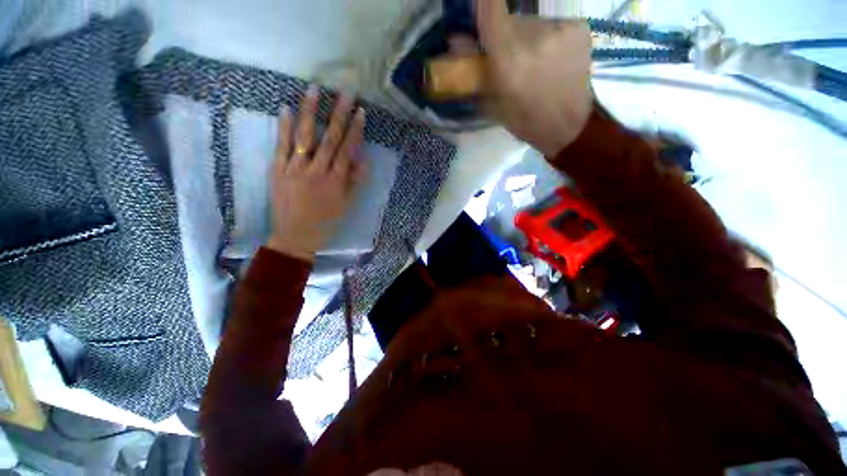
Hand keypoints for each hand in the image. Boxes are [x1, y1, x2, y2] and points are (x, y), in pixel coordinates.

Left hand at [267, 86, 365, 261]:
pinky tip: (285, 108)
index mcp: (335, 181)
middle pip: (330, 138)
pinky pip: (280, 146)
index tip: (360, 112)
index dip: (355, 131)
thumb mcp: (346, 206)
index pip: (347, 150)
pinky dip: (282, 127)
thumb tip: (362, 160)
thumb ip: (354, 182)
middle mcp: (316, 171)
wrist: (295, 237)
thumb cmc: (325, 223)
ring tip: (314, 89)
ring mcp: (294, 169)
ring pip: (304, 137)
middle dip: (339, 114)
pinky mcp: (277, 171)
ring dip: (309, 112)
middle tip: (345, 92)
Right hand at [475, 0, 593, 156]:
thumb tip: (455, 39)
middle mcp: (533, 37)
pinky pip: (552, 24)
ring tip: (532, 62)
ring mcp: (559, 29)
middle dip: (504, 33)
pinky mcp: (578, 27)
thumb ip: (473, 70)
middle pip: (511, 18)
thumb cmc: (525, 121)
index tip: (479, 9)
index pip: (491, 9)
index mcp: (508, 61)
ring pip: (532, 22)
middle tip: (508, 55)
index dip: (484, 4)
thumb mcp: (492, 103)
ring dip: (526, 36)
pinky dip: (547, 37)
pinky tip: (550, 58)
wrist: (569, 125)